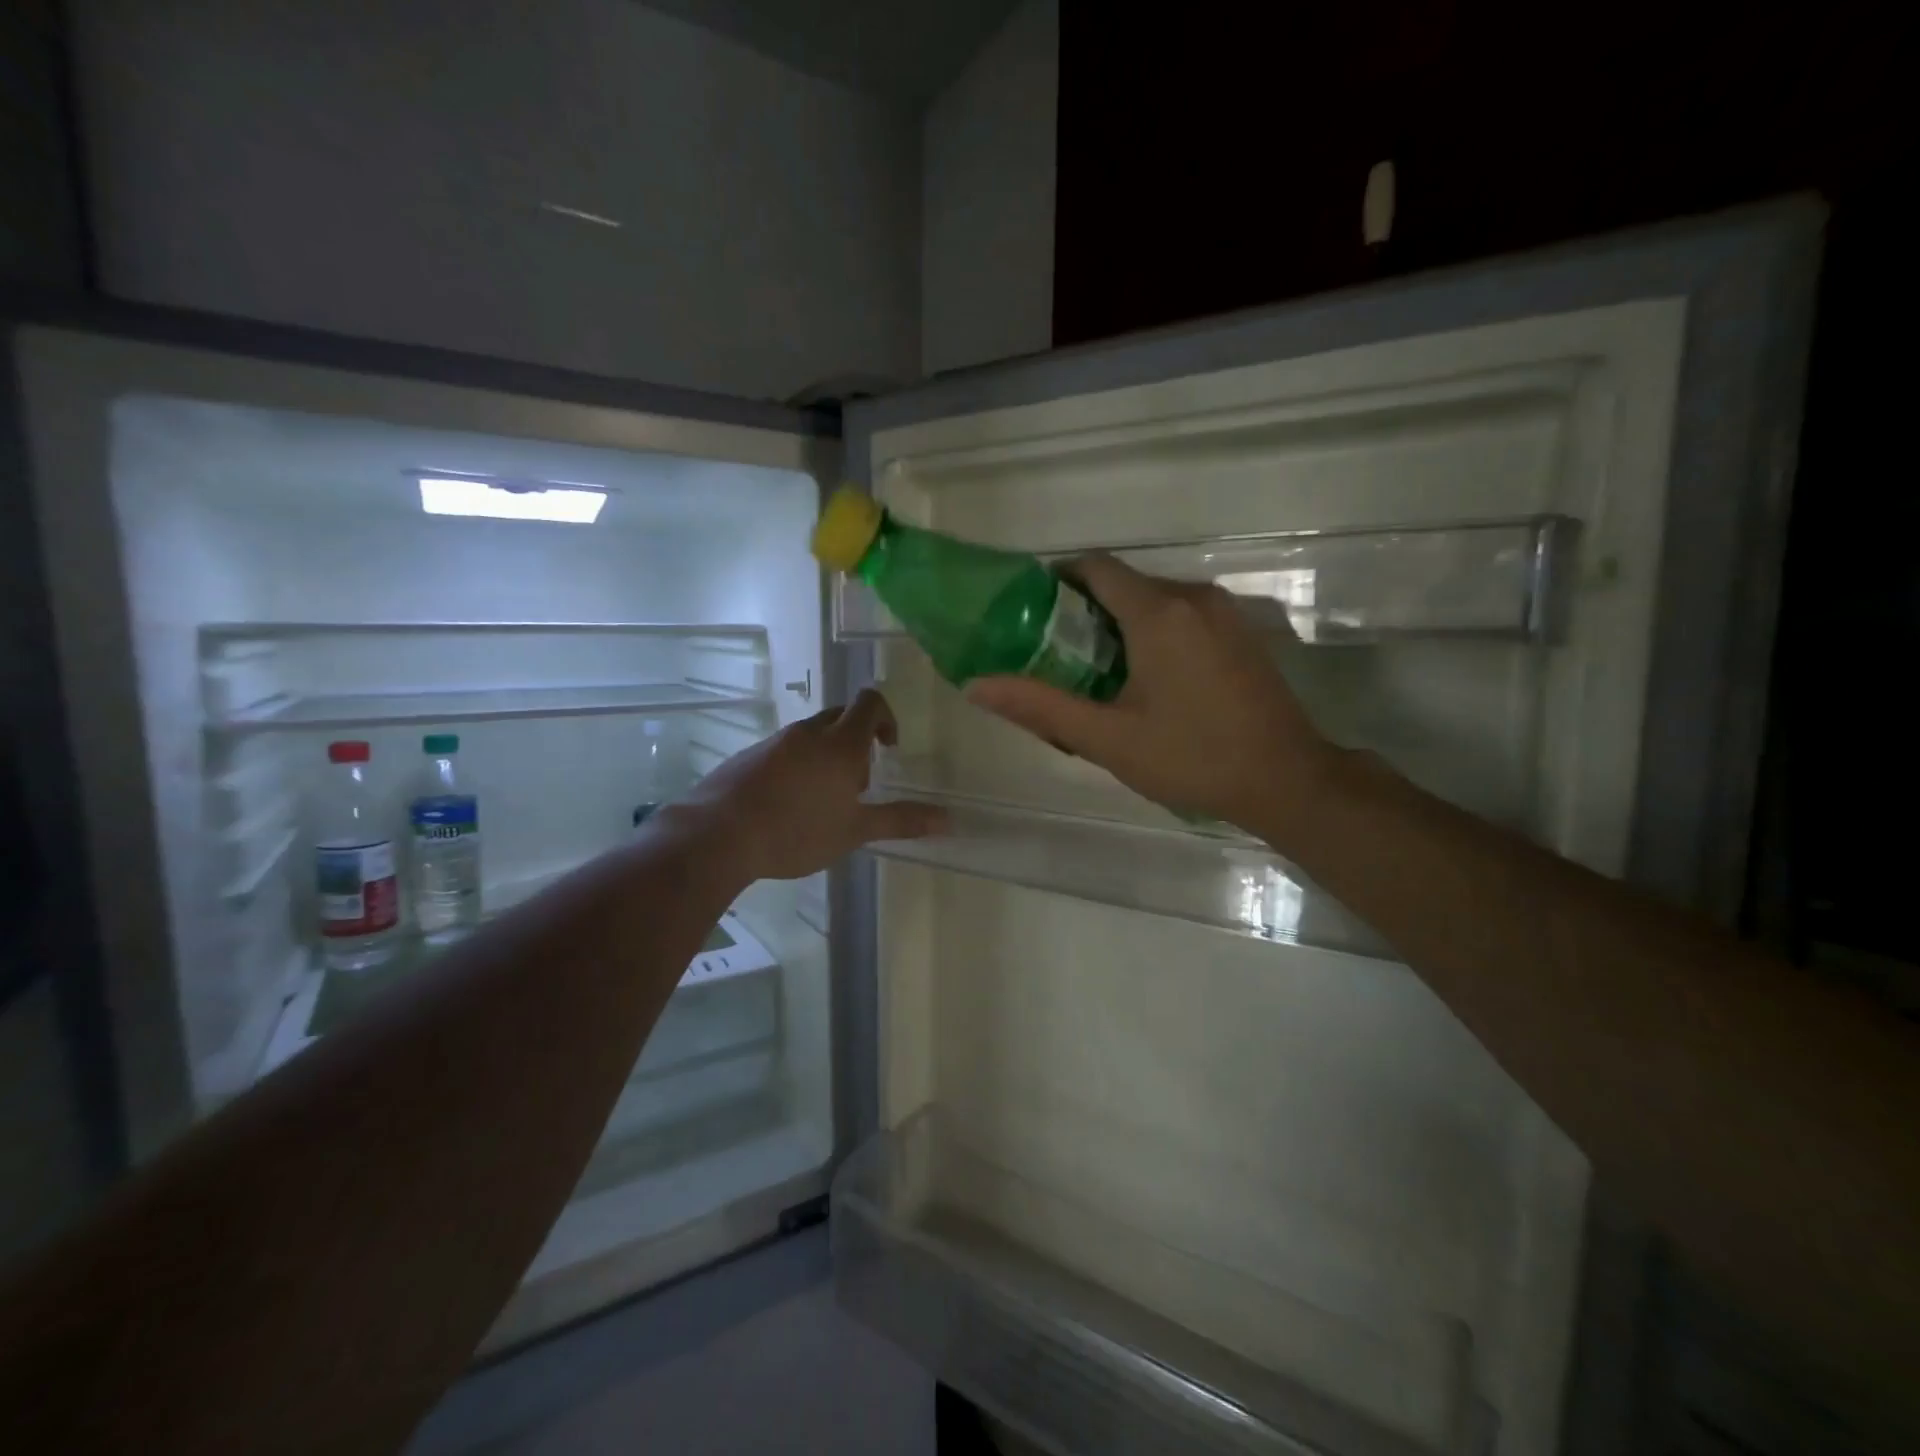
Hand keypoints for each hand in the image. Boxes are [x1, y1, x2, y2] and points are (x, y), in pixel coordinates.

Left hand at [669, 688, 946, 881]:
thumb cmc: (796, 831)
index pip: (870, 702)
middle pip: (842, 716)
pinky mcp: (749, 755)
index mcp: (840, 743)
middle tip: (858, 782)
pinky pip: (785, 748)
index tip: (888, 749)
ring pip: (812, 734)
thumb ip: (901, 820)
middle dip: (858, 739)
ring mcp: (776, 741)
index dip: (886, 718)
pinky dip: (799, 764)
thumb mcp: (855, 830)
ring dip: (828, 754)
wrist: (718, 834)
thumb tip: (948, 820)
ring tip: (824, 800)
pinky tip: (789, 805)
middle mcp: (809, 732)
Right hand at [965, 556, 1335, 844]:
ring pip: (1154, 600)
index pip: (1094, 567)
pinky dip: (1153, 633)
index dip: (1056, 581)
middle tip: (1055, 657)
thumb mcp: (1107, 738)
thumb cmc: (1192, 758)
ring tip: (1095, 675)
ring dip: (1119, 625)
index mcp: (1158, 612)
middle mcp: (1193, 596)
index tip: (1030, 615)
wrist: (1288, 780)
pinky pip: (1183, 616)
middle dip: (1084, 612)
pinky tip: (1146, 681)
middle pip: (1123, 583)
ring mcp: (1224, 612)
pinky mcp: (1241, 632)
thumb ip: (1040, 707)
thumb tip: (976, 685)